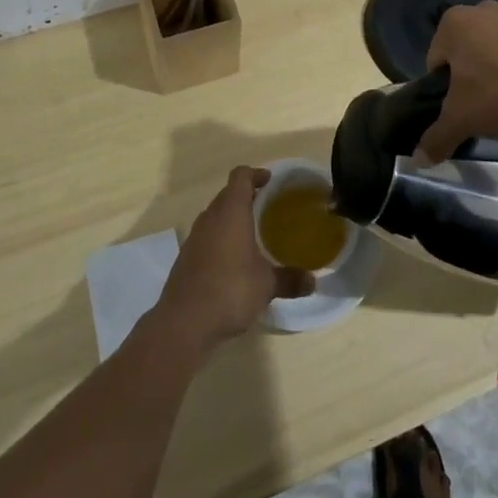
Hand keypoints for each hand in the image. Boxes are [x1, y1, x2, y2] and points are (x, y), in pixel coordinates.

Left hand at [153, 167, 313, 354]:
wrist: (183, 322)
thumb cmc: (230, 290)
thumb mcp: (266, 285)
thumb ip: (290, 279)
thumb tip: (313, 281)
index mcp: (231, 211)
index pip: (241, 176)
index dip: (255, 174)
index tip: (270, 181)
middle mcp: (210, 217)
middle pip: (228, 194)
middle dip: (246, 197)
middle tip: (268, 208)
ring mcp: (194, 237)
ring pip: (215, 216)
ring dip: (232, 219)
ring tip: (253, 235)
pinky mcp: (185, 258)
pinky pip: (206, 237)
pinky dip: (220, 240)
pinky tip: (233, 262)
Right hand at [418, 1, 497, 166]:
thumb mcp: (462, 121)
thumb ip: (436, 138)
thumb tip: (419, 160)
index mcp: (455, 23)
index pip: (436, 59)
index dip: (444, 87)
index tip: (460, 107)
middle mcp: (483, 10)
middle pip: (466, 50)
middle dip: (471, 74)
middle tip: (483, 105)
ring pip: (496, 48)